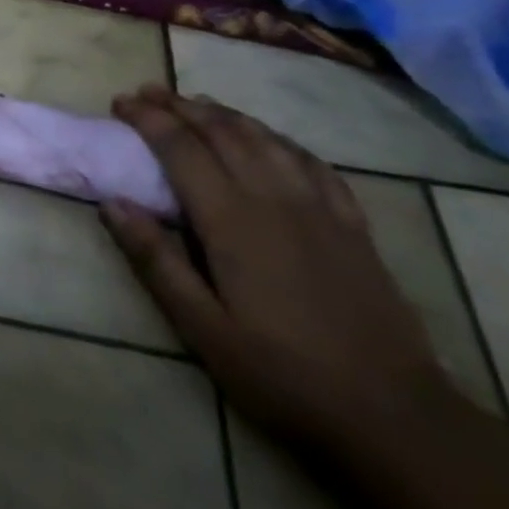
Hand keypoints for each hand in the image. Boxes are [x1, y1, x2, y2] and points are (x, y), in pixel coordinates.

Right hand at [104, 86, 455, 452]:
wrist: (396, 417)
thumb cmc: (283, 374)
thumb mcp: (203, 327)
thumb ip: (156, 260)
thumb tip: (112, 203)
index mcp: (232, 219)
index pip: (181, 147)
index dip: (147, 118)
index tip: (120, 103)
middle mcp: (274, 198)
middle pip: (222, 131)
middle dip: (180, 105)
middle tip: (148, 92)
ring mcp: (320, 208)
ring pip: (266, 138)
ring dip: (226, 113)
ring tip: (197, 103)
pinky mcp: (353, 225)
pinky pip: (312, 162)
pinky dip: (279, 139)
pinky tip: (270, 140)